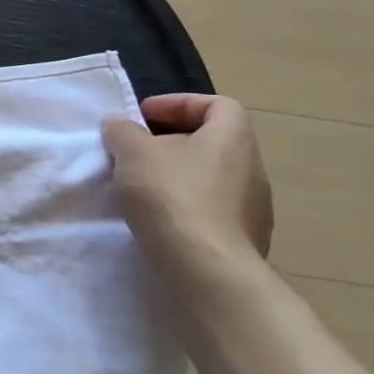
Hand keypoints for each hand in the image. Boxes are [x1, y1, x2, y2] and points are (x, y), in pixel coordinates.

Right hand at [102, 93, 273, 267]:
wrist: (207, 270)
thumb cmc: (172, 196)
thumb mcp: (133, 152)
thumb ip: (123, 131)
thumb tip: (119, 124)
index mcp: (233, 138)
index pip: (217, 105)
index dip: (178, 103)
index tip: (143, 116)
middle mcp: (252, 169)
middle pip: (210, 142)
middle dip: (170, 142)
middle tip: (134, 152)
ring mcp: (254, 210)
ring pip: (209, 179)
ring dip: (176, 177)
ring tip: (141, 188)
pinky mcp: (244, 242)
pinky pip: (210, 212)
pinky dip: (184, 208)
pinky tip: (158, 220)